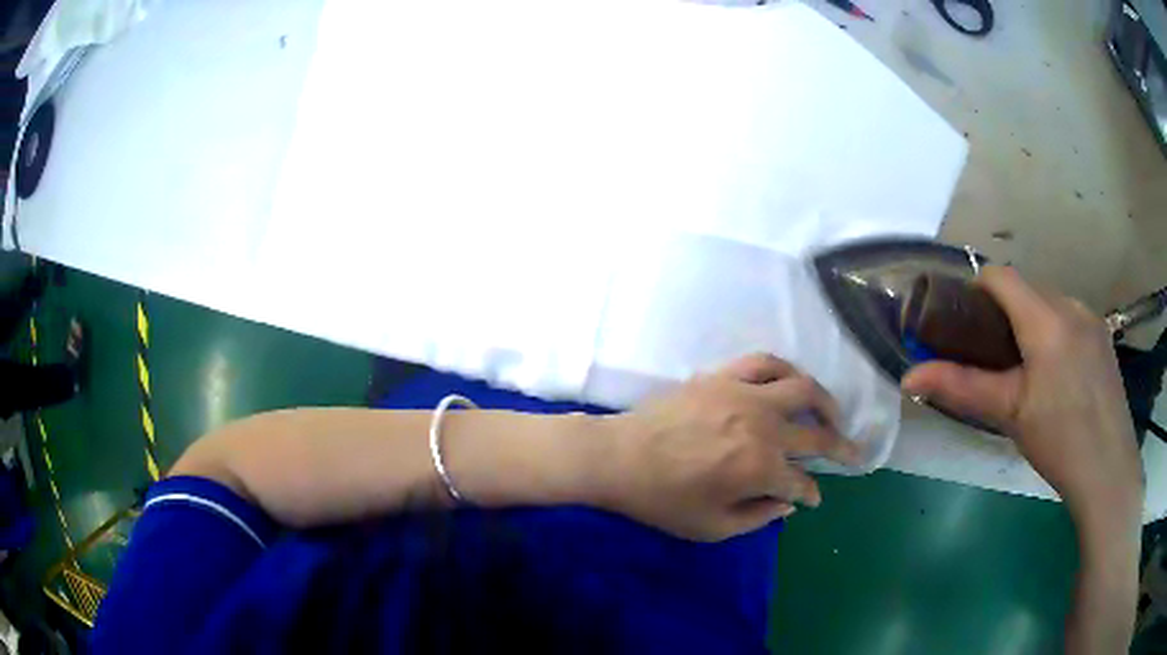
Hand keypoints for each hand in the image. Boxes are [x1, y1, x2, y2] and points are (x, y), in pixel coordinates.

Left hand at [595, 354, 860, 541]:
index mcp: (761, 468)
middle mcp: (764, 426)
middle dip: (842, 446)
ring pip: (803, 387)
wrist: (619, 457)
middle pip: (817, 432)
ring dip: (826, 401)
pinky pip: (766, 362)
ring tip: (834, 414)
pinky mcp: (725, 376)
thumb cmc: (663, 500)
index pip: (802, 481)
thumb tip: (790, 503)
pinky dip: (787, 370)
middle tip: (855, 453)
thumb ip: (759, 516)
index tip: (813, 498)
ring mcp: (745, 394)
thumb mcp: (712, 527)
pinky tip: (793, 381)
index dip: (811, 493)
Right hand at [901, 267, 1143, 523]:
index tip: (966, 320)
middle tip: (996, 356)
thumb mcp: (1009, 413)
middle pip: (1028, 288)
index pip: (1002, 277)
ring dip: (1033, 322)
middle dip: (1006, 312)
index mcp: (1045, 319)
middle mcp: (1071, 304)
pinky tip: (1059, 375)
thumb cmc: (1058, 441)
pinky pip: (1071, 318)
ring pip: (1051, 303)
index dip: (978, 289)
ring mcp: (1091, 318)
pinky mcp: (1103, 336)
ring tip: (1029, 369)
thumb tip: (910, 378)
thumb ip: (962, 387)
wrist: (1108, 470)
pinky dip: (1056, 333)